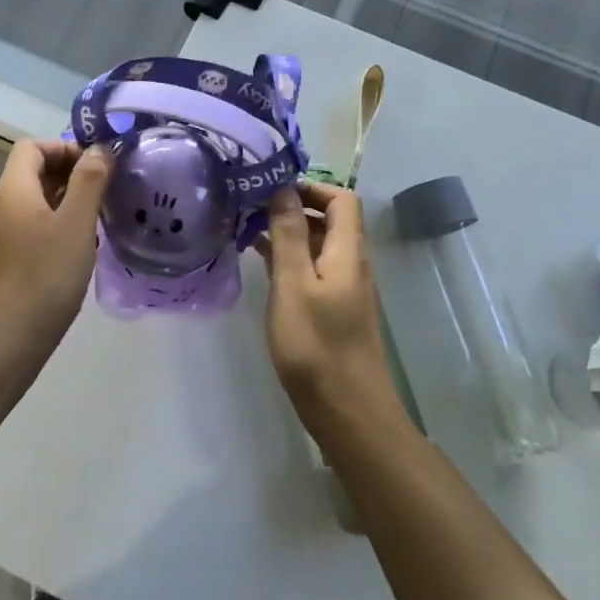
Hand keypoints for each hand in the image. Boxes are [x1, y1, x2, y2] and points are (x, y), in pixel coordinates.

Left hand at [0, 140, 113, 362]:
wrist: (8, 338)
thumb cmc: (46, 275)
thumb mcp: (77, 223)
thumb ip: (89, 180)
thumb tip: (98, 148)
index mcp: (13, 190)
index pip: (31, 146)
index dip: (63, 147)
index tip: (94, 166)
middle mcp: (0, 207)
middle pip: (31, 172)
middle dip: (68, 173)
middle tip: (102, 191)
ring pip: (32, 202)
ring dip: (63, 200)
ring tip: (95, 218)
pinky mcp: (3, 261)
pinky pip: (29, 227)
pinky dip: (53, 224)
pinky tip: (76, 248)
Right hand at [260, 184, 402, 433]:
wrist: (348, 413)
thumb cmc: (316, 346)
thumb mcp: (294, 284)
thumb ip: (289, 234)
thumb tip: (283, 188)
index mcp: (347, 251)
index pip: (341, 199)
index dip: (310, 186)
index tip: (272, 190)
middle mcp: (351, 264)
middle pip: (331, 220)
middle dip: (294, 207)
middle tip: (252, 209)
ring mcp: (344, 289)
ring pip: (319, 246)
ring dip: (289, 234)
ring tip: (248, 233)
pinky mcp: (334, 311)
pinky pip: (314, 270)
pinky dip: (291, 260)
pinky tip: (263, 266)